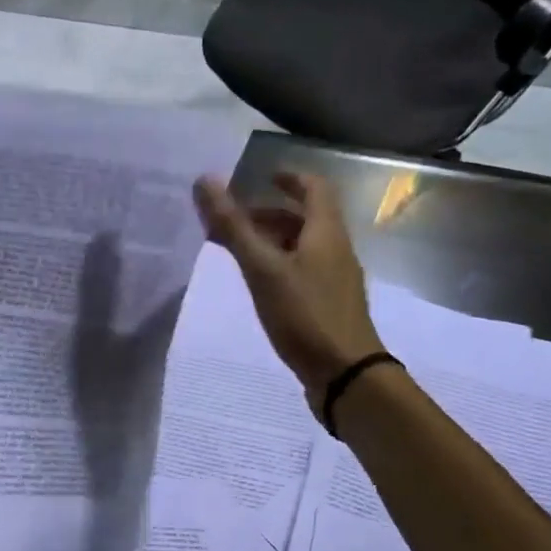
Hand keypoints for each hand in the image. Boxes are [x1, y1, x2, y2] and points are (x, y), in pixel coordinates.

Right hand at [193, 172, 381, 400]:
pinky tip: (259, 286)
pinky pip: (303, 272)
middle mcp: (335, 251)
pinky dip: (279, 266)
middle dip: (270, 213)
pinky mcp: (328, 306)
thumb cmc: (305, 314)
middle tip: (234, 220)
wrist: (345, 373)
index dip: (290, 178)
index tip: (262, 177)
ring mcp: (335, 280)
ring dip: (272, 241)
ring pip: (303, 247)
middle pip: (306, 219)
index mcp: (326, 233)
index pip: (314, 188)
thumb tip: (205, 181)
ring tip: (238, 252)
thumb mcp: (263, 268)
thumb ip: (234, 227)